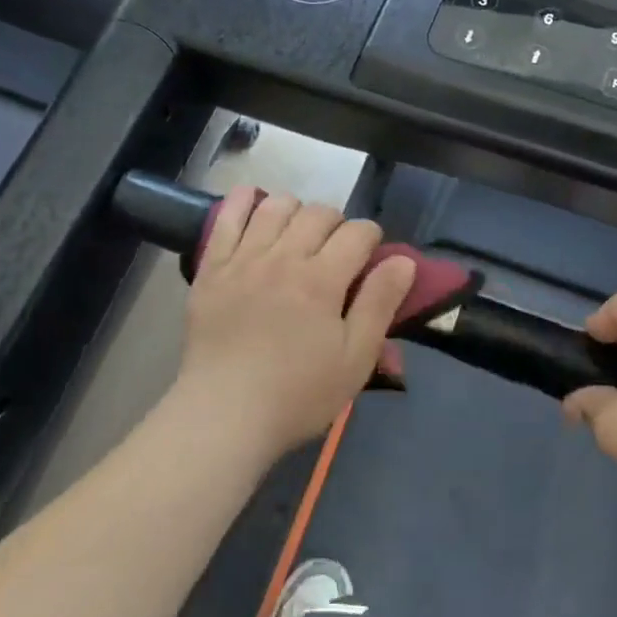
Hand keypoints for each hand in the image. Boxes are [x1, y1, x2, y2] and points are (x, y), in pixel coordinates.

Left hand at [179, 188, 415, 460]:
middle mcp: (284, 256)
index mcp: (322, 279)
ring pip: (276, 206)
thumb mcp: (355, 359)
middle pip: (319, 213)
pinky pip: (227, 216)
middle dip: (337, 224)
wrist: (223, 415)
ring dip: (297, 210)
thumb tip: (404, 261)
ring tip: (298, 234)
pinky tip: (255, 203)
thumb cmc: (297, 394)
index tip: (370, 257)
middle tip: (337, 252)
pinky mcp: (212, 267)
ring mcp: (244, 258)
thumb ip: (380, 304)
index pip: (357, 233)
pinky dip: (244, 200)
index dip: (371, 238)